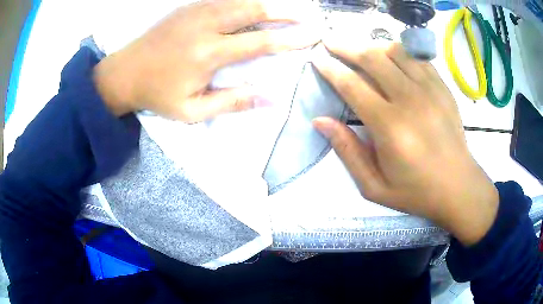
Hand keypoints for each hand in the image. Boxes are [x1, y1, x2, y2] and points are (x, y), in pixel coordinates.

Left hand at [94, 0, 320, 121]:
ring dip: (265, 4)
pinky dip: (243, 1)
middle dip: (284, 12)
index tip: (311, 37)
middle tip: (305, 15)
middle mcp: (206, 25)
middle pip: (254, 10)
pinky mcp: (188, 7)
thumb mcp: (192, 110)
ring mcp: (196, 12)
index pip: (260, 42)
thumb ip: (232, 102)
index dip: (290, 39)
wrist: (125, 72)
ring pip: (240, 1)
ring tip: (284, 9)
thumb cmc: (157, 94)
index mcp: (209, 53)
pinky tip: (252, 5)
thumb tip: (271, 100)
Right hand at [312, 38, 498, 245]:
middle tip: (331, 42)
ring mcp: (430, 90)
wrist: (457, 187)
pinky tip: (391, 57)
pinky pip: (416, 58)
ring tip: (359, 49)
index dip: (331, 69)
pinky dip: (399, 52)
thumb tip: (321, 121)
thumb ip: (347, 151)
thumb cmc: (415, 191)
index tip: (317, 59)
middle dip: (346, 46)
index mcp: (390, 127)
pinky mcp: (442, 88)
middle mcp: (410, 100)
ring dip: (372, 46)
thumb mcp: (374, 186)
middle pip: (372, 58)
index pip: (353, 85)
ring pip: (395, 51)